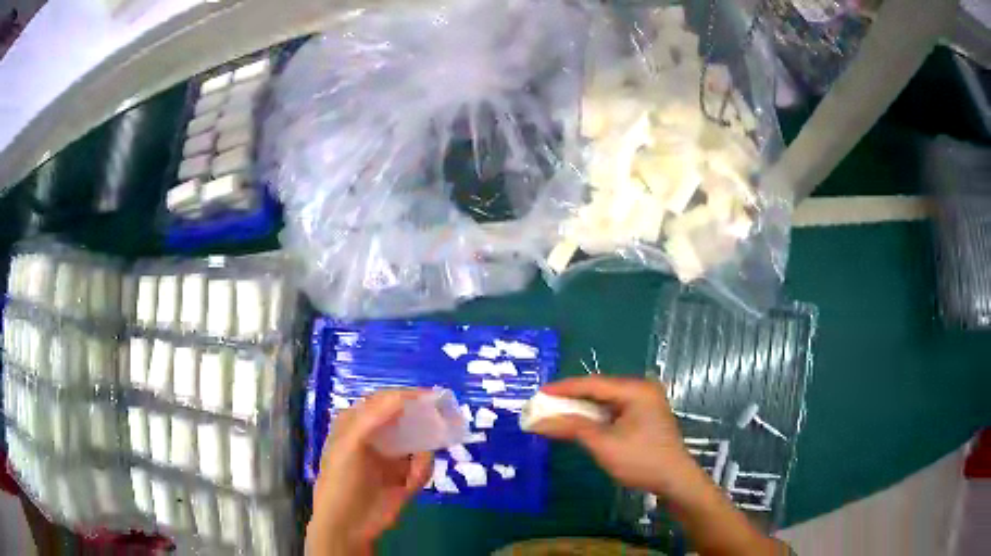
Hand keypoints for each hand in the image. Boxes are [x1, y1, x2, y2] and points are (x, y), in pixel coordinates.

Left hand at [307, 390, 433, 555]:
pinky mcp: (404, 478)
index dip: (406, 396)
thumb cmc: (341, 480)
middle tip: (442, 423)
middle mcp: (376, 436)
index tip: (432, 396)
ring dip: (420, 455)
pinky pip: (423, 467)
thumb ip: (374, 418)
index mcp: (357, 423)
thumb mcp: (350, 444)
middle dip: (423, 423)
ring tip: (412, 472)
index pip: (385, 400)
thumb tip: (403, 396)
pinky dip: (421, 472)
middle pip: (406, 419)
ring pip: (419, 444)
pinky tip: (408, 485)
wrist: (348, 525)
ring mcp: (391, 457)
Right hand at [530, 376, 706, 500]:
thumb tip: (538, 422)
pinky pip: (614, 411)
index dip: (564, 388)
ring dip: (582, 409)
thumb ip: (572, 428)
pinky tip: (579, 423)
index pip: (593, 384)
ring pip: (606, 401)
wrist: (674, 480)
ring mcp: (645, 403)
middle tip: (544, 404)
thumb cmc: (640, 460)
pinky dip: (595, 417)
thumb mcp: (603, 444)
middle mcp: (641, 390)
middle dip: (571, 398)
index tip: (539, 392)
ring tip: (556, 413)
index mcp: (636, 390)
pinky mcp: (644, 416)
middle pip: (600, 390)